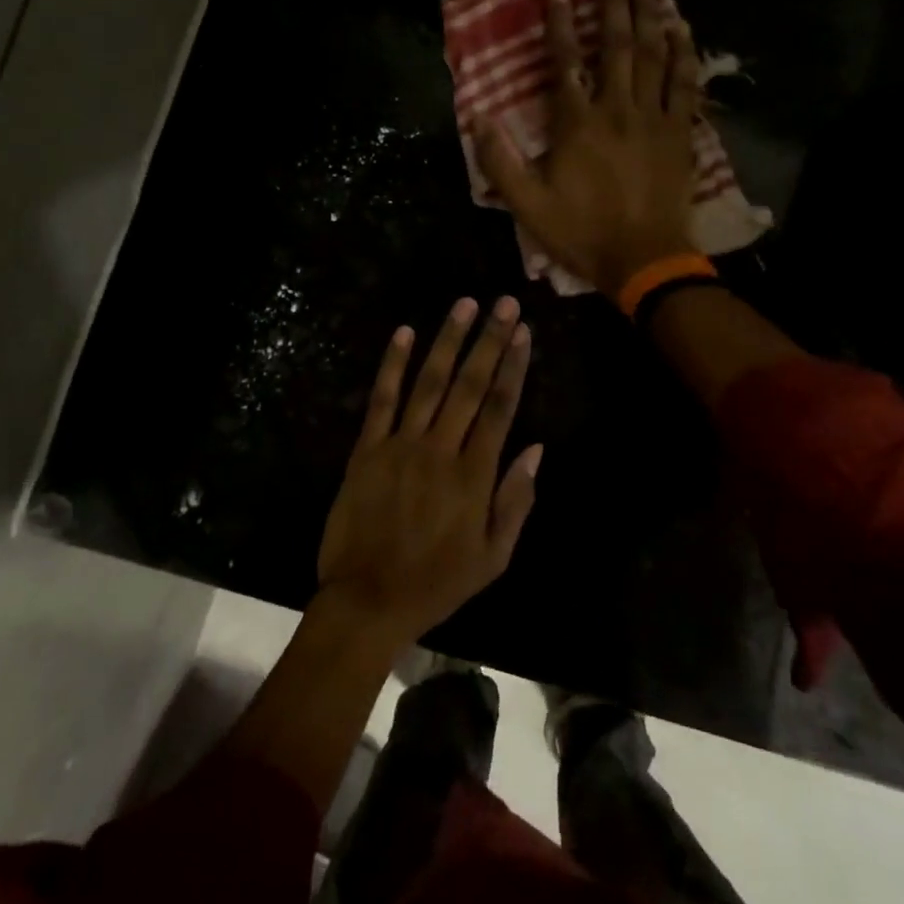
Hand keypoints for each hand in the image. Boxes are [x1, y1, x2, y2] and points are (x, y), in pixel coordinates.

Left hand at [316, 297, 541, 652]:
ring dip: (448, 340)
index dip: (513, 367)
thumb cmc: (437, 582)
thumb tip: (536, 449)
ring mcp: (400, 445)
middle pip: (469, 385)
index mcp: (473, 476)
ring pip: (429, 383)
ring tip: (464, 304)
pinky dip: (393, 364)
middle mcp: (439, 450)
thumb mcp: (493, 558)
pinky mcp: (367, 448)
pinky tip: (404, 332)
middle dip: (489, 340)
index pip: (499, 408)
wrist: (367, 600)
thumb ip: (516, 501)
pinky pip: (381, 399)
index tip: (524, 333)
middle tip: (504, 303)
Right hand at [478, 0, 702, 297]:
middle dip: (612, 2)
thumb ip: (500, 161)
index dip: (560, 24)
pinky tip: (681, 29)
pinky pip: (684, 85)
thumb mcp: (527, 205)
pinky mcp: (679, 133)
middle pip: (616, 46)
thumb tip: (478, 118)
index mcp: (577, 124)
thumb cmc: (582, 233)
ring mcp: (652, 119)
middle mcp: (616, 110)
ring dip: (649, 15)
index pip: (566, 63)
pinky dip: (683, 54)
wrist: (644, 260)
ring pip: (654, 56)